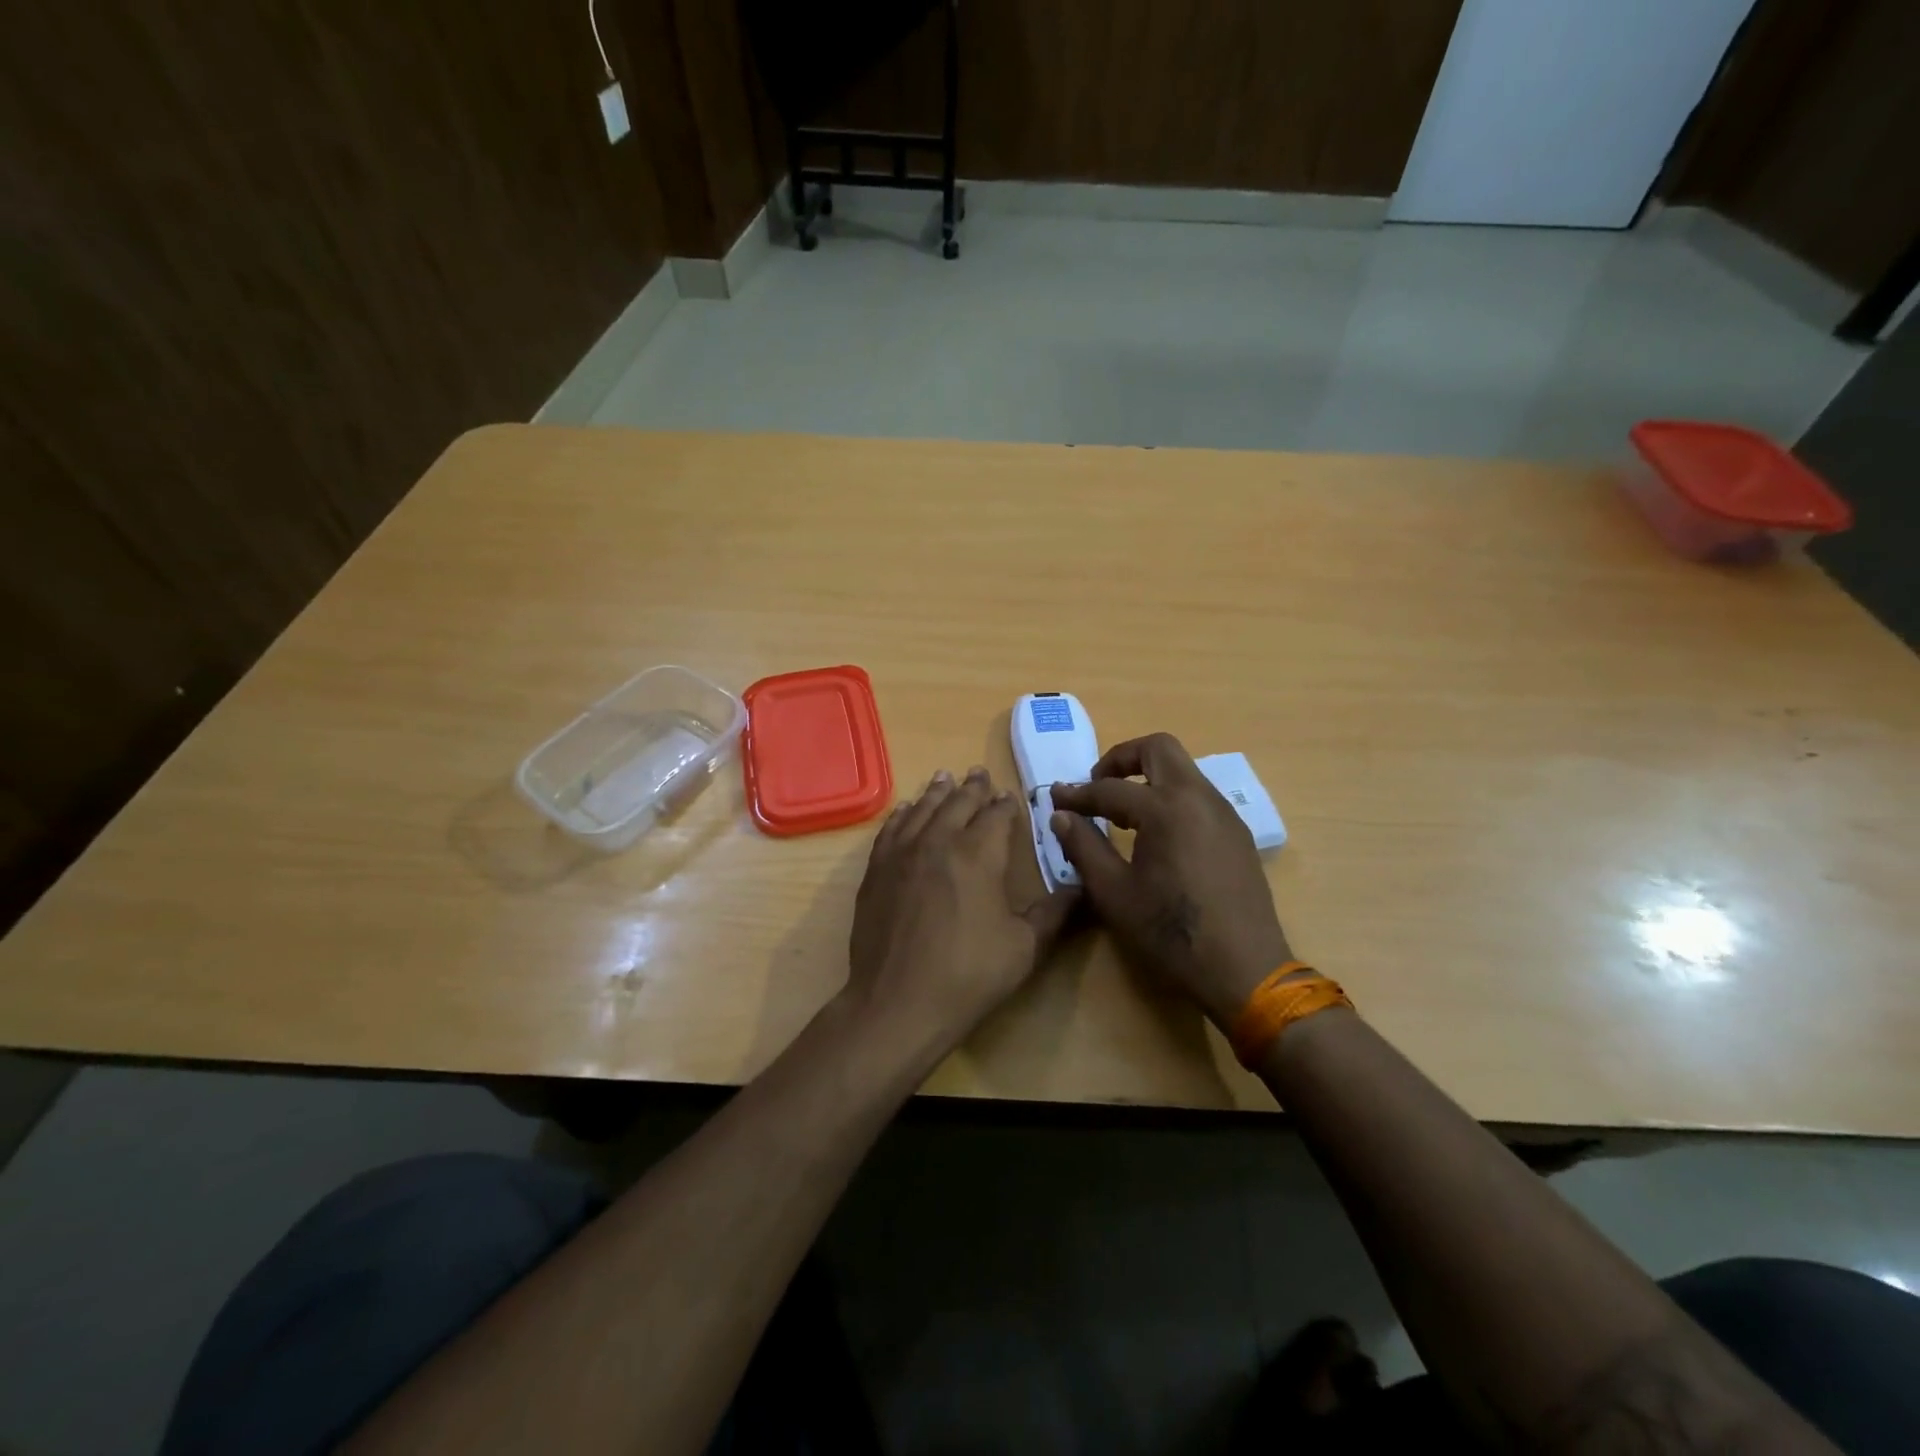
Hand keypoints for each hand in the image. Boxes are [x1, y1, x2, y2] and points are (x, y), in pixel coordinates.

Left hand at [845, 767, 1077, 1055]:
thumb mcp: (1025, 948)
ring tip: (945, 777)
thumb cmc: (968, 975)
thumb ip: (1054, 913)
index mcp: (978, 855)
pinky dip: (902, 814)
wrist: (898, 1002)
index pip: (996, 816)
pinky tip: (906, 809)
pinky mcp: (876, 871)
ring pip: (922, 810)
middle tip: (979, 773)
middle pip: (957, 803)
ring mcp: (901, 854)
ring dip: (937, 792)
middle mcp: (938, 841)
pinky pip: (891, 830)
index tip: (1010, 796)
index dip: (1005, 804)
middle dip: (972, 788)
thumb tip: (1082, 889)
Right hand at [1050, 734, 1291, 1028]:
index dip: (1078, 794)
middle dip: (1121, 759)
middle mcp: (1199, 797)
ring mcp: (1224, 813)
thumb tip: (1061, 815)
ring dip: (1148, 777)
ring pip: (1183, 770)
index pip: (1110, 788)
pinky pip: (1199, 796)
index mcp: (1166, 808)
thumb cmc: (1170, 932)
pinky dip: (1171, 798)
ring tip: (1123, 813)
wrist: (1244, 969)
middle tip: (1097, 787)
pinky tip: (1158, 835)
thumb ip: (1084, 846)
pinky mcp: (1237, 833)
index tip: (1055, 799)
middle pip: (1158, 748)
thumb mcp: (1114, 893)